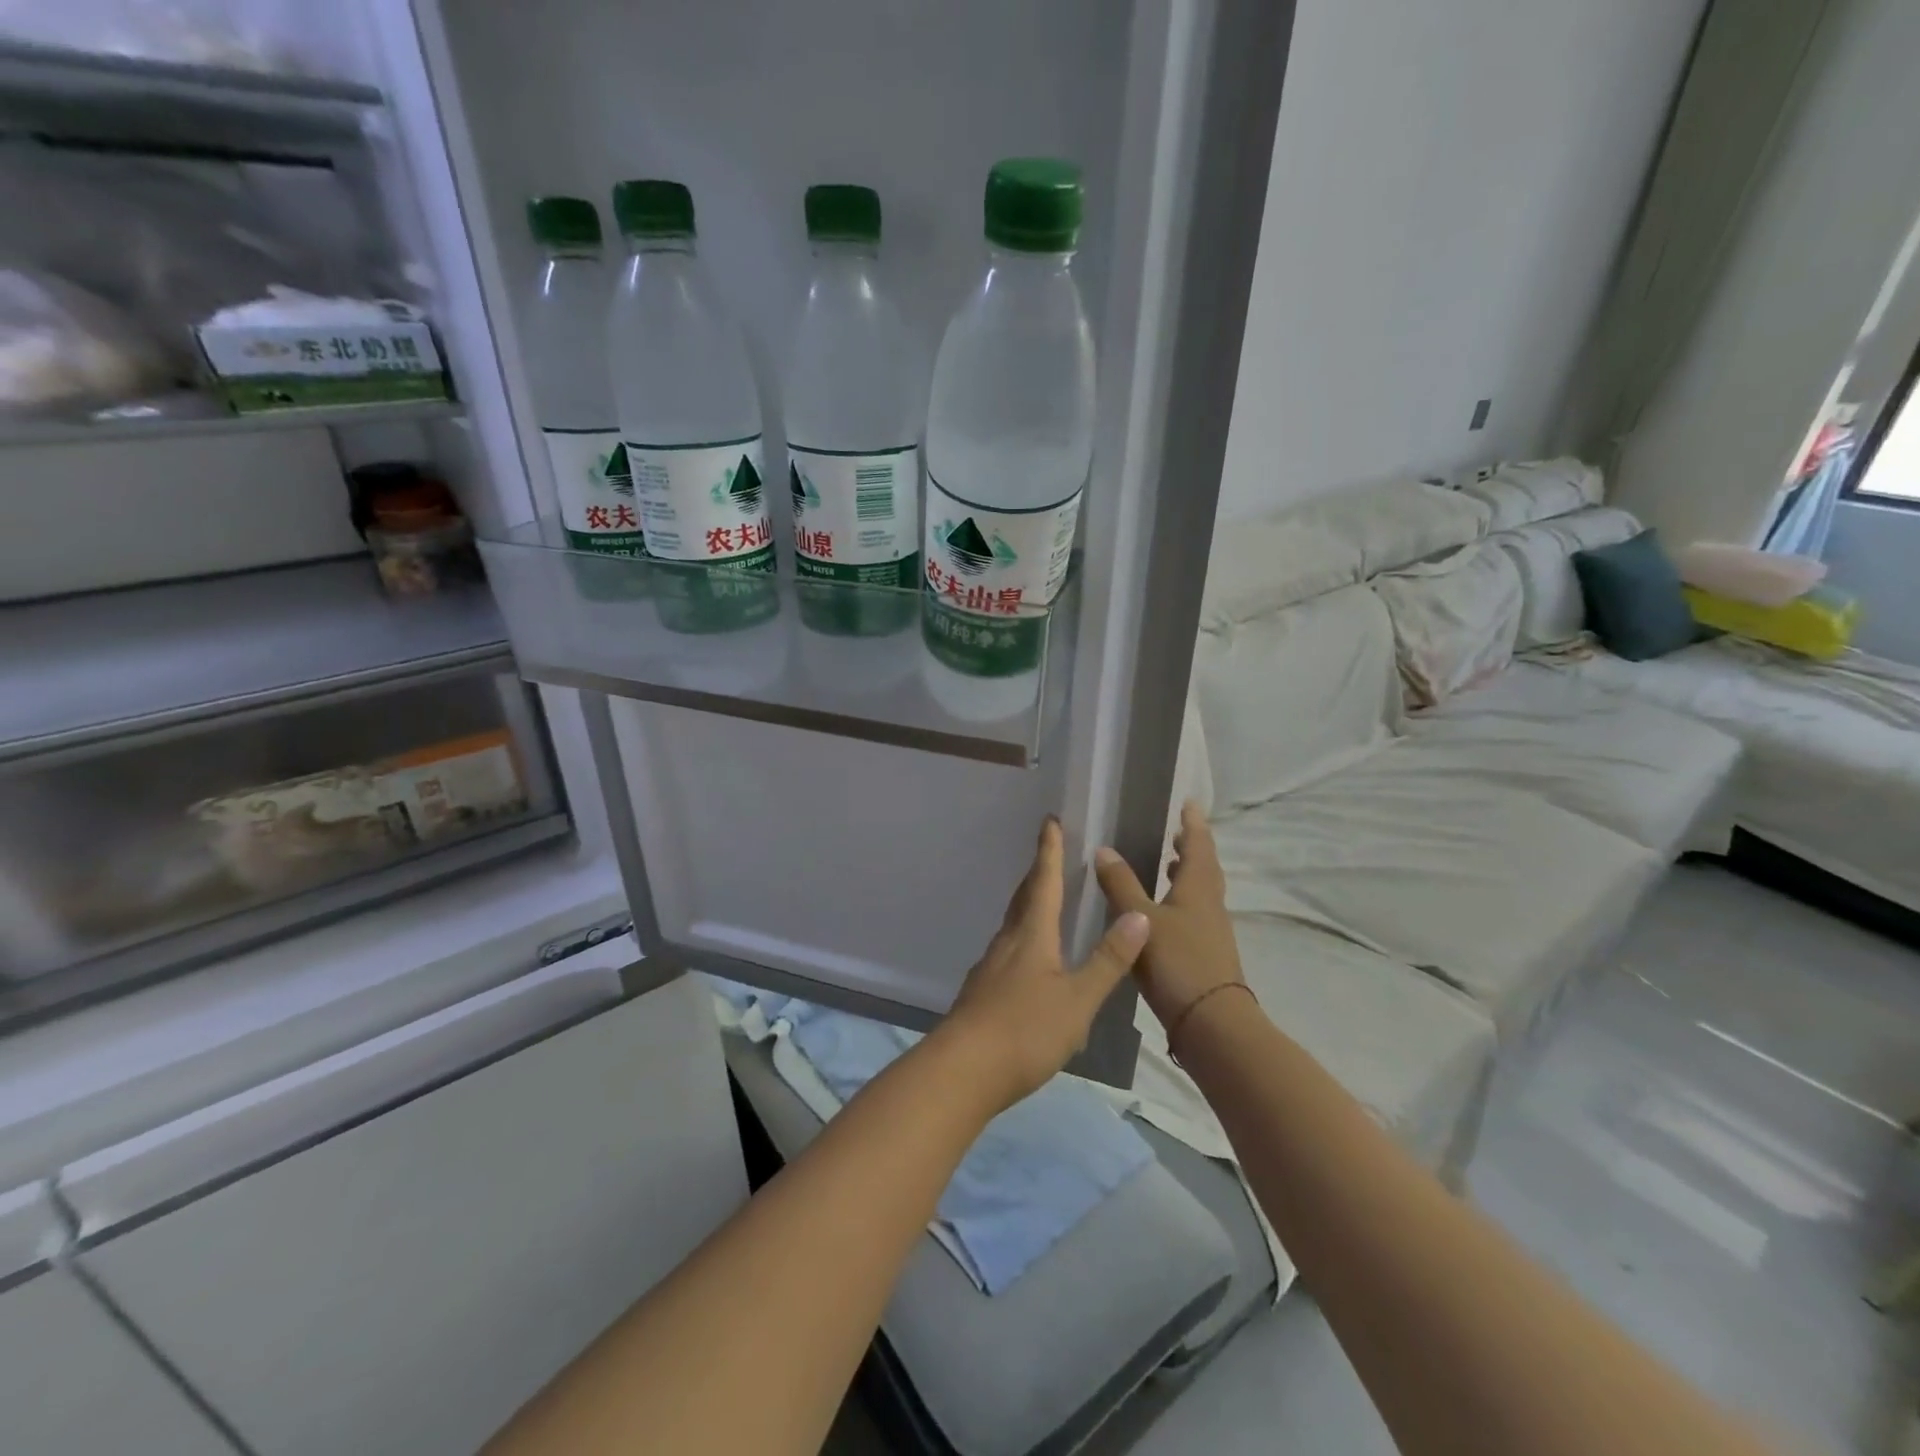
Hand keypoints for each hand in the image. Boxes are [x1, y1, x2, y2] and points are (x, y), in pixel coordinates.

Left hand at [940, 817, 1150, 1109]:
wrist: (962, 1070)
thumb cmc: (1025, 1030)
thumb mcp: (1077, 1000)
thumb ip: (1108, 960)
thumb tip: (1138, 915)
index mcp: (1032, 935)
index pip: (1044, 882)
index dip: (1049, 851)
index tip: (1050, 821)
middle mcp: (1008, 942)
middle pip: (1023, 898)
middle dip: (1038, 873)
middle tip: (1049, 853)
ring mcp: (990, 967)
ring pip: (1013, 924)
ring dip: (1029, 904)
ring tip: (1044, 900)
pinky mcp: (982, 991)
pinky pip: (1007, 950)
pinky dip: (1022, 937)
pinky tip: (1029, 959)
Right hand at [1094, 802, 1245, 1032]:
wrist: (1212, 1023)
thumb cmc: (1178, 962)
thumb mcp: (1142, 919)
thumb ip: (1121, 884)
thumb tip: (1103, 849)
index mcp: (1198, 888)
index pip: (1198, 845)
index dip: (1193, 823)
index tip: (1189, 803)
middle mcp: (1209, 904)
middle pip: (1203, 867)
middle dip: (1190, 847)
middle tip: (1175, 832)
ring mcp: (1210, 930)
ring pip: (1200, 892)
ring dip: (1186, 874)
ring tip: (1166, 866)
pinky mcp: (1205, 953)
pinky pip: (1194, 913)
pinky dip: (1180, 901)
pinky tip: (1159, 913)